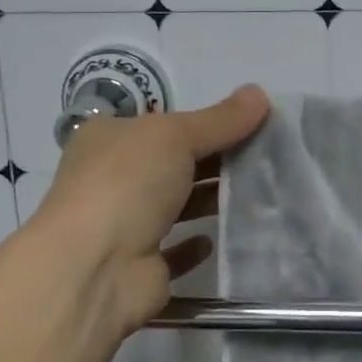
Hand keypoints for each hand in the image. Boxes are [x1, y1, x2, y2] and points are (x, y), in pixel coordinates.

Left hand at [32, 85, 269, 340]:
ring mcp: (124, 223)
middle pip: (172, 163)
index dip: (204, 121)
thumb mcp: (176, 136)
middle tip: (266, 157)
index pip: (162, 123)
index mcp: (108, 138)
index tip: (249, 123)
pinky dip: (196, 244)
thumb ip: (221, 119)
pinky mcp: (141, 265)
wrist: (95, 268)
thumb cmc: (127, 184)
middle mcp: (112, 178)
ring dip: (210, 199)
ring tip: (259, 193)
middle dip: (214, 160)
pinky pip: (175, 251)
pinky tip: (221, 238)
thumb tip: (259, 93)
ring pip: (176, 205)